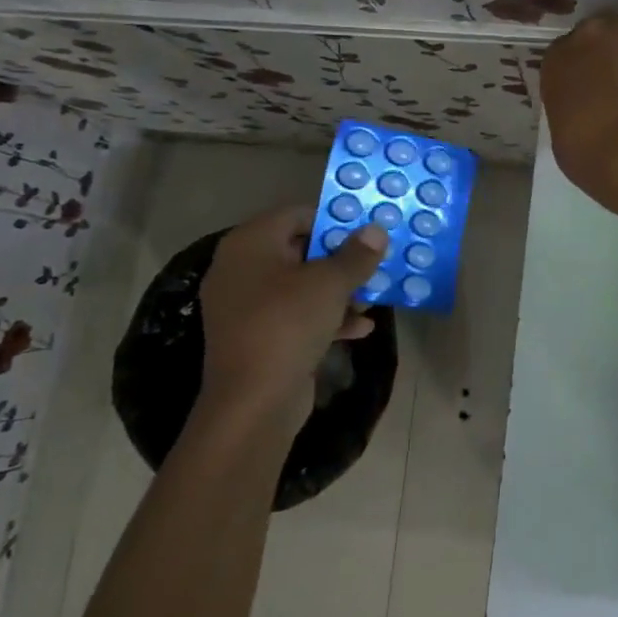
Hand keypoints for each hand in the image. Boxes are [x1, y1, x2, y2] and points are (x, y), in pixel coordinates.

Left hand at [197, 208, 383, 431]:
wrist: (253, 402)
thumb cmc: (288, 324)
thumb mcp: (331, 283)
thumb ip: (356, 254)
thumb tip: (376, 230)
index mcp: (250, 245)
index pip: (296, 214)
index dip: (333, 220)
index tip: (366, 232)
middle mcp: (241, 269)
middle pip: (299, 251)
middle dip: (340, 259)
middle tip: (374, 264)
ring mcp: (246, 307)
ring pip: (300, 286)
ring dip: (338, 291)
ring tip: (372, 300)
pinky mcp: (257, 337)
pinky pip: (295, 316)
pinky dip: (325, 318)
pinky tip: (360, 328)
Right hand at [541, 13, 617, 205]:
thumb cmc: (587, 152)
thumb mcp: (561, 128)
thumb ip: (572, 103)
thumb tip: (589, 106)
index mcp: (558, 56)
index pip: (571, 51)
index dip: (588, 67)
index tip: (598, 86)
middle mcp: (591, 32)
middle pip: (606, 34)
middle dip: (616, 53)